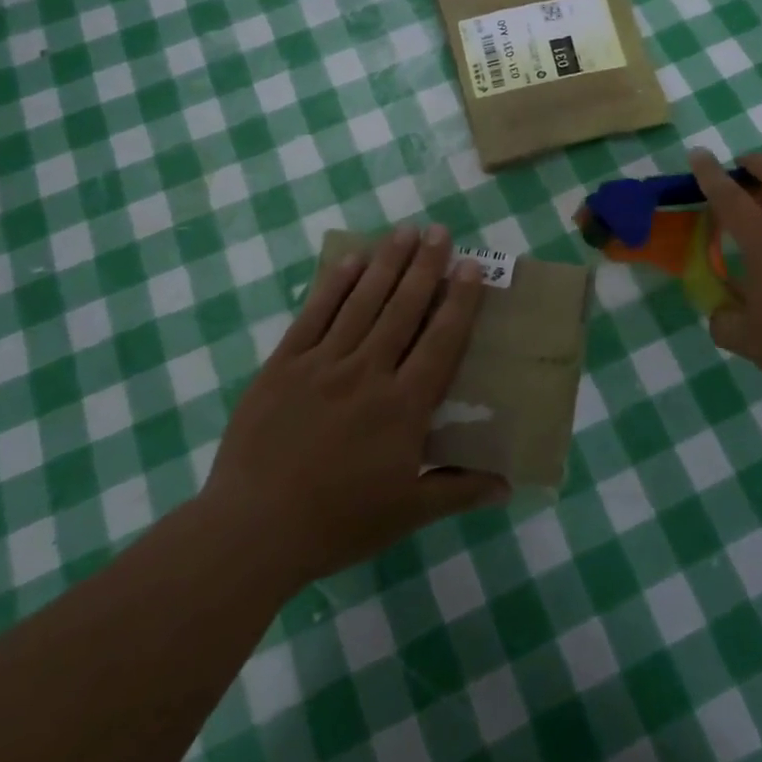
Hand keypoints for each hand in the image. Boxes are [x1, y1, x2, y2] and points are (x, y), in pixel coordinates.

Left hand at [202, 225, 509, 593]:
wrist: (252, 530)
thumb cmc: (338, 522)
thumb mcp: (407, 512)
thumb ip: (459, 491)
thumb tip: (509, 487)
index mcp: (404, 405)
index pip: (441, 341)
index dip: (459, 301)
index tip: (471, 266)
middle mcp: (368, 372)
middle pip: (403, 308)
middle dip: (425, 266)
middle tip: (440, 231)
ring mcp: (323, 363)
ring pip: (362, 302)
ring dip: (387, 263)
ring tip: (405, 231)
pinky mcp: (284, 365)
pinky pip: (314, 315)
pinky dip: (334, 285)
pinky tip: (350, 260)